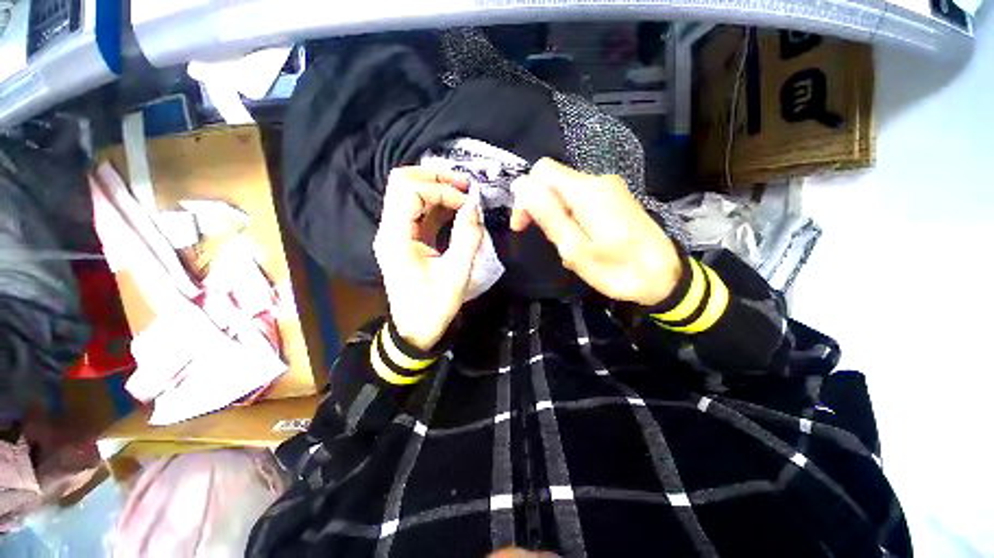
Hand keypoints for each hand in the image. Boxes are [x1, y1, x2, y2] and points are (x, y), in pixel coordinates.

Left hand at [373, 167, 483, 350]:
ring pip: (408, 192)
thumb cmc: (433, 308)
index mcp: (396, 238)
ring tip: (464, 192)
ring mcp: (394, 232)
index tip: (468, 204)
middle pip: (402, 182)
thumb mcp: (456, 275)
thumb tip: (475, 206)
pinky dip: (437, 202)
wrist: (414, 330)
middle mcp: (389, 229)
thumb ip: (466, 238)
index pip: (410, 191)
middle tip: (465, 185)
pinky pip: (417, 209)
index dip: (442, 190)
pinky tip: (456, 206)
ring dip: (436, 187)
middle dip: (436, 177)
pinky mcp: (404, 238)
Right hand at [510, 158, 680, 306]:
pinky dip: (572, 217)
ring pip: (566, 193)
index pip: (542, 172)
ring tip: (567, 246)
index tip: (522, 226)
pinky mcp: (617, 199)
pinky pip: (582, 200)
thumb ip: (548, 215)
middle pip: (554, 181)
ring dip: (557, 217)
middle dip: (541, 208)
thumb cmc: (618, 270)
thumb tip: (521, 184)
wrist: (665, 277)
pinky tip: (581, 240)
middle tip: (548, 240)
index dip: (525, 196)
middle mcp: (599, 181)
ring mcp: (611, 189)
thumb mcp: (575, 249)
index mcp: (587, 191)